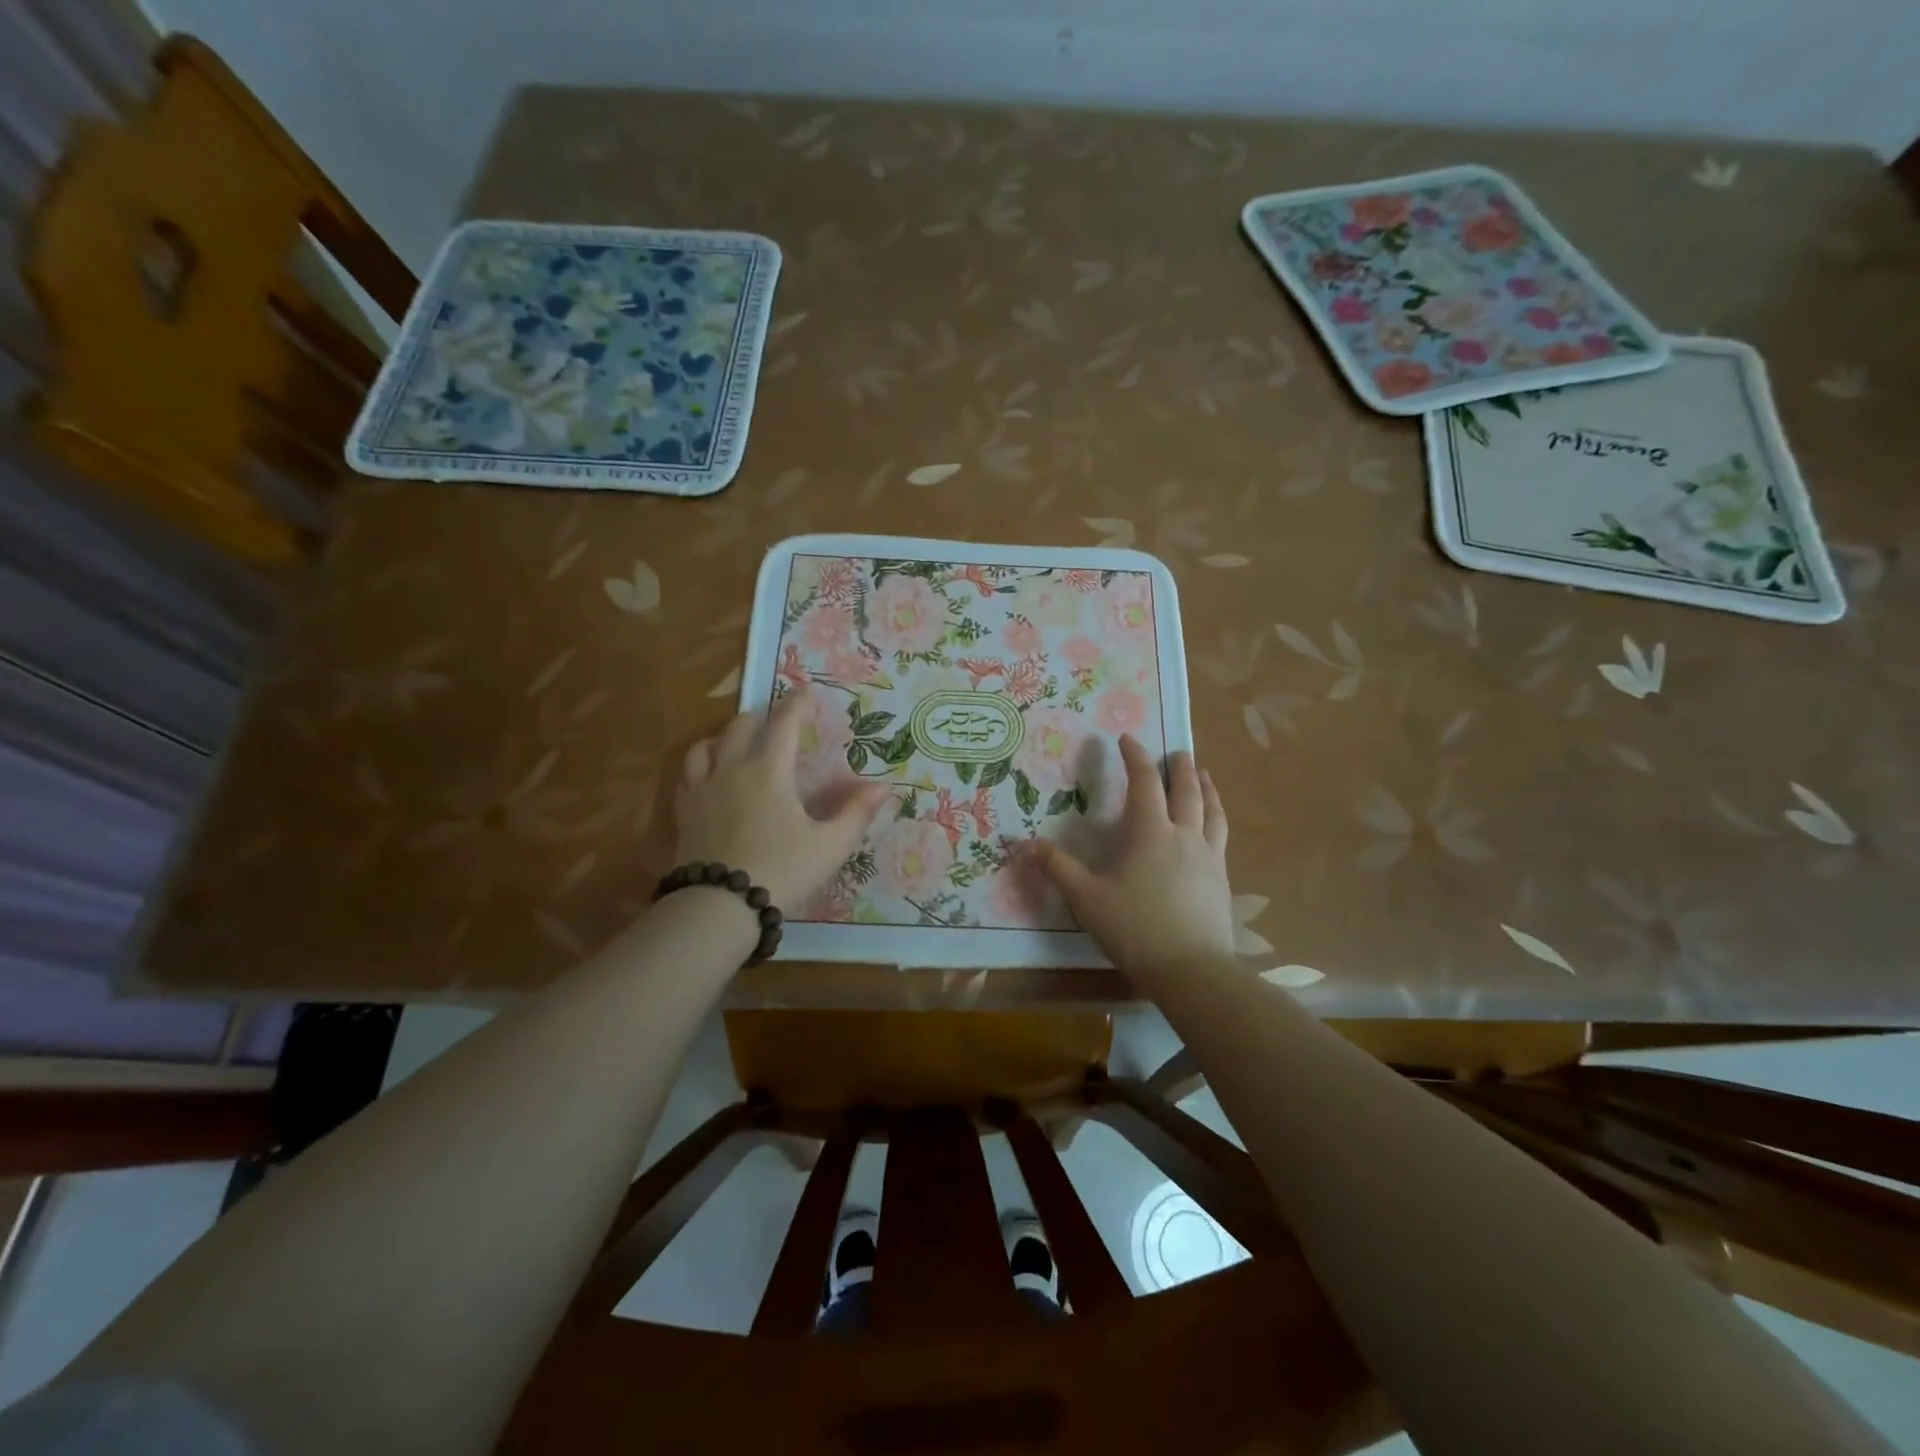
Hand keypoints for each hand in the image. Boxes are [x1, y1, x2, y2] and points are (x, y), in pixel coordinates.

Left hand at [674, 686, 890, 911]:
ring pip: (706, 745)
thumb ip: (856, 813)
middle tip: (776, 723)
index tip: (807, 691)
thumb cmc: (781, 871)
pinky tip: (708, 777)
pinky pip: (687, 774)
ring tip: (736, 744)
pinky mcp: (683, 813)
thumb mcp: (829, 846)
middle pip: (741, 727)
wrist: (718, 908)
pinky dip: (701, 763)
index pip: (784, 724)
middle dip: (761, 718)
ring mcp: (702, 790)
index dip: (797, 703)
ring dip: (725, 737)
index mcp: (768, 771)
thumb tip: (884, 787)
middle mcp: (731, 770)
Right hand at [1028, 735, 1234, 983]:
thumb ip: (1056, 868)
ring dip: (1207, 789)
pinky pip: (1221, 837)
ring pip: (1212, 812)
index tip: (1127, 739)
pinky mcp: (1222, 880)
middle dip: (1180, 767)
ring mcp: (1209, 858)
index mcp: (1150, 832)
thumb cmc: (1135, 929)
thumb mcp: (1087, 898)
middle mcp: (1184, 835)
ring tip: (1205, 777)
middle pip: (1187, 791)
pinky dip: (1216, 820)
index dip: (1135, 758)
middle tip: (1178, 751)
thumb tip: (1020, 843)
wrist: (1192, 970)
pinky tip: (1212, 829)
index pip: (1144, 783)